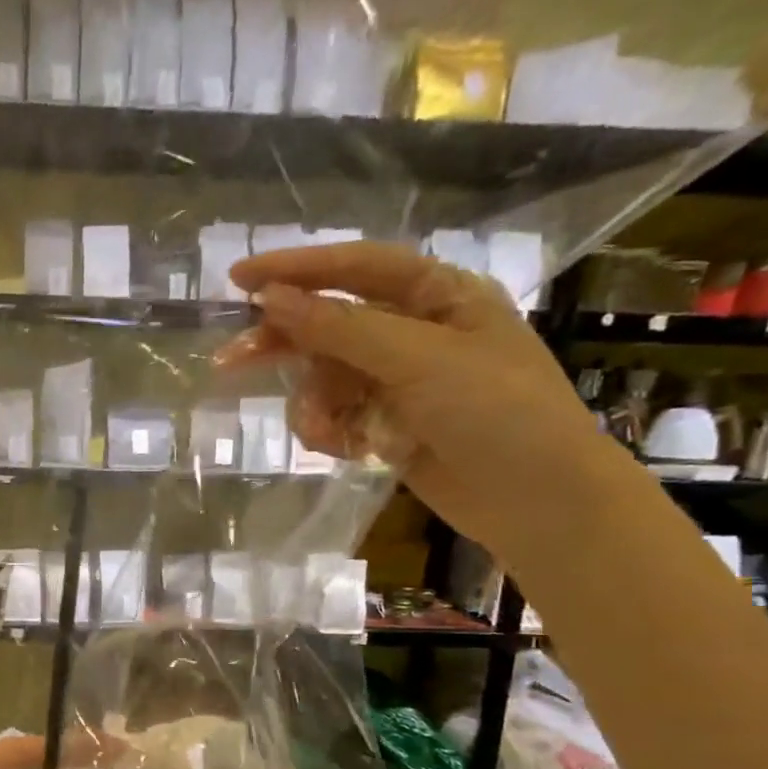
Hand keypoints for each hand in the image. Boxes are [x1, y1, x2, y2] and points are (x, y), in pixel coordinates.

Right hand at [220, 241, 628, 564]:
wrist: (538, 502)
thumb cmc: (497, 412)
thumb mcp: (419, 360)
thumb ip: (340, 328)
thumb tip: (270, 300)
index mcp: (436, 295)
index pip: (355, 267)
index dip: (296, 268)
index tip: (239, 279)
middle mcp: (413, 331)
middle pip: (329, 323)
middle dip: (285, 344)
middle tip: (230, 362)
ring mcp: (398, 381)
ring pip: (324, 378)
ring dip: (313, 404)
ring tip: (323, 433)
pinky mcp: (386, 423)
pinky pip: (335, 415)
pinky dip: (329, 431)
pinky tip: (345, 450)